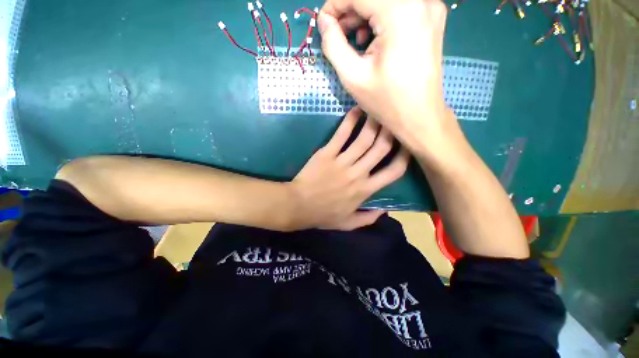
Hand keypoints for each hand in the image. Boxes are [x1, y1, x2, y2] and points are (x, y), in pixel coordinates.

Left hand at [286, 107, 409, 230]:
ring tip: (380, 110)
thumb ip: (369, 218)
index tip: (408, 146)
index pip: (394, 172)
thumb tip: (385, 210)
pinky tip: (357, 109)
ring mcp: (342, 162)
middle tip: (395, 120)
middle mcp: (358, 173)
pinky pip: (341, 134)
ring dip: (374, 122)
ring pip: (364, 139)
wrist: (299, 206)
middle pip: (381, 149)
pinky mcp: (326, 153)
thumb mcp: (348, 223)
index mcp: (365, 190)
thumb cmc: (323, 215)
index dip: (405, 157)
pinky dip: (350, 121)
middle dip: (392, 132)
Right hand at [318, 0, 454, 154]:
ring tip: (356, 41)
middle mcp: (421, 1)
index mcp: (401, 13)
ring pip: (385, 1)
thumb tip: (324, 23)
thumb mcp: (353, 77)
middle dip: (349, 11)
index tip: (323, 25)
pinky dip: (380, 19)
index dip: (335, 4)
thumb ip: (333, 45)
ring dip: (364, 15)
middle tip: (337, 35)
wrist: (419, 116)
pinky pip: (399, 8)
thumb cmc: (386, 101)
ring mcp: (430, 8)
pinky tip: (374, 41)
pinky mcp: (432, 18)